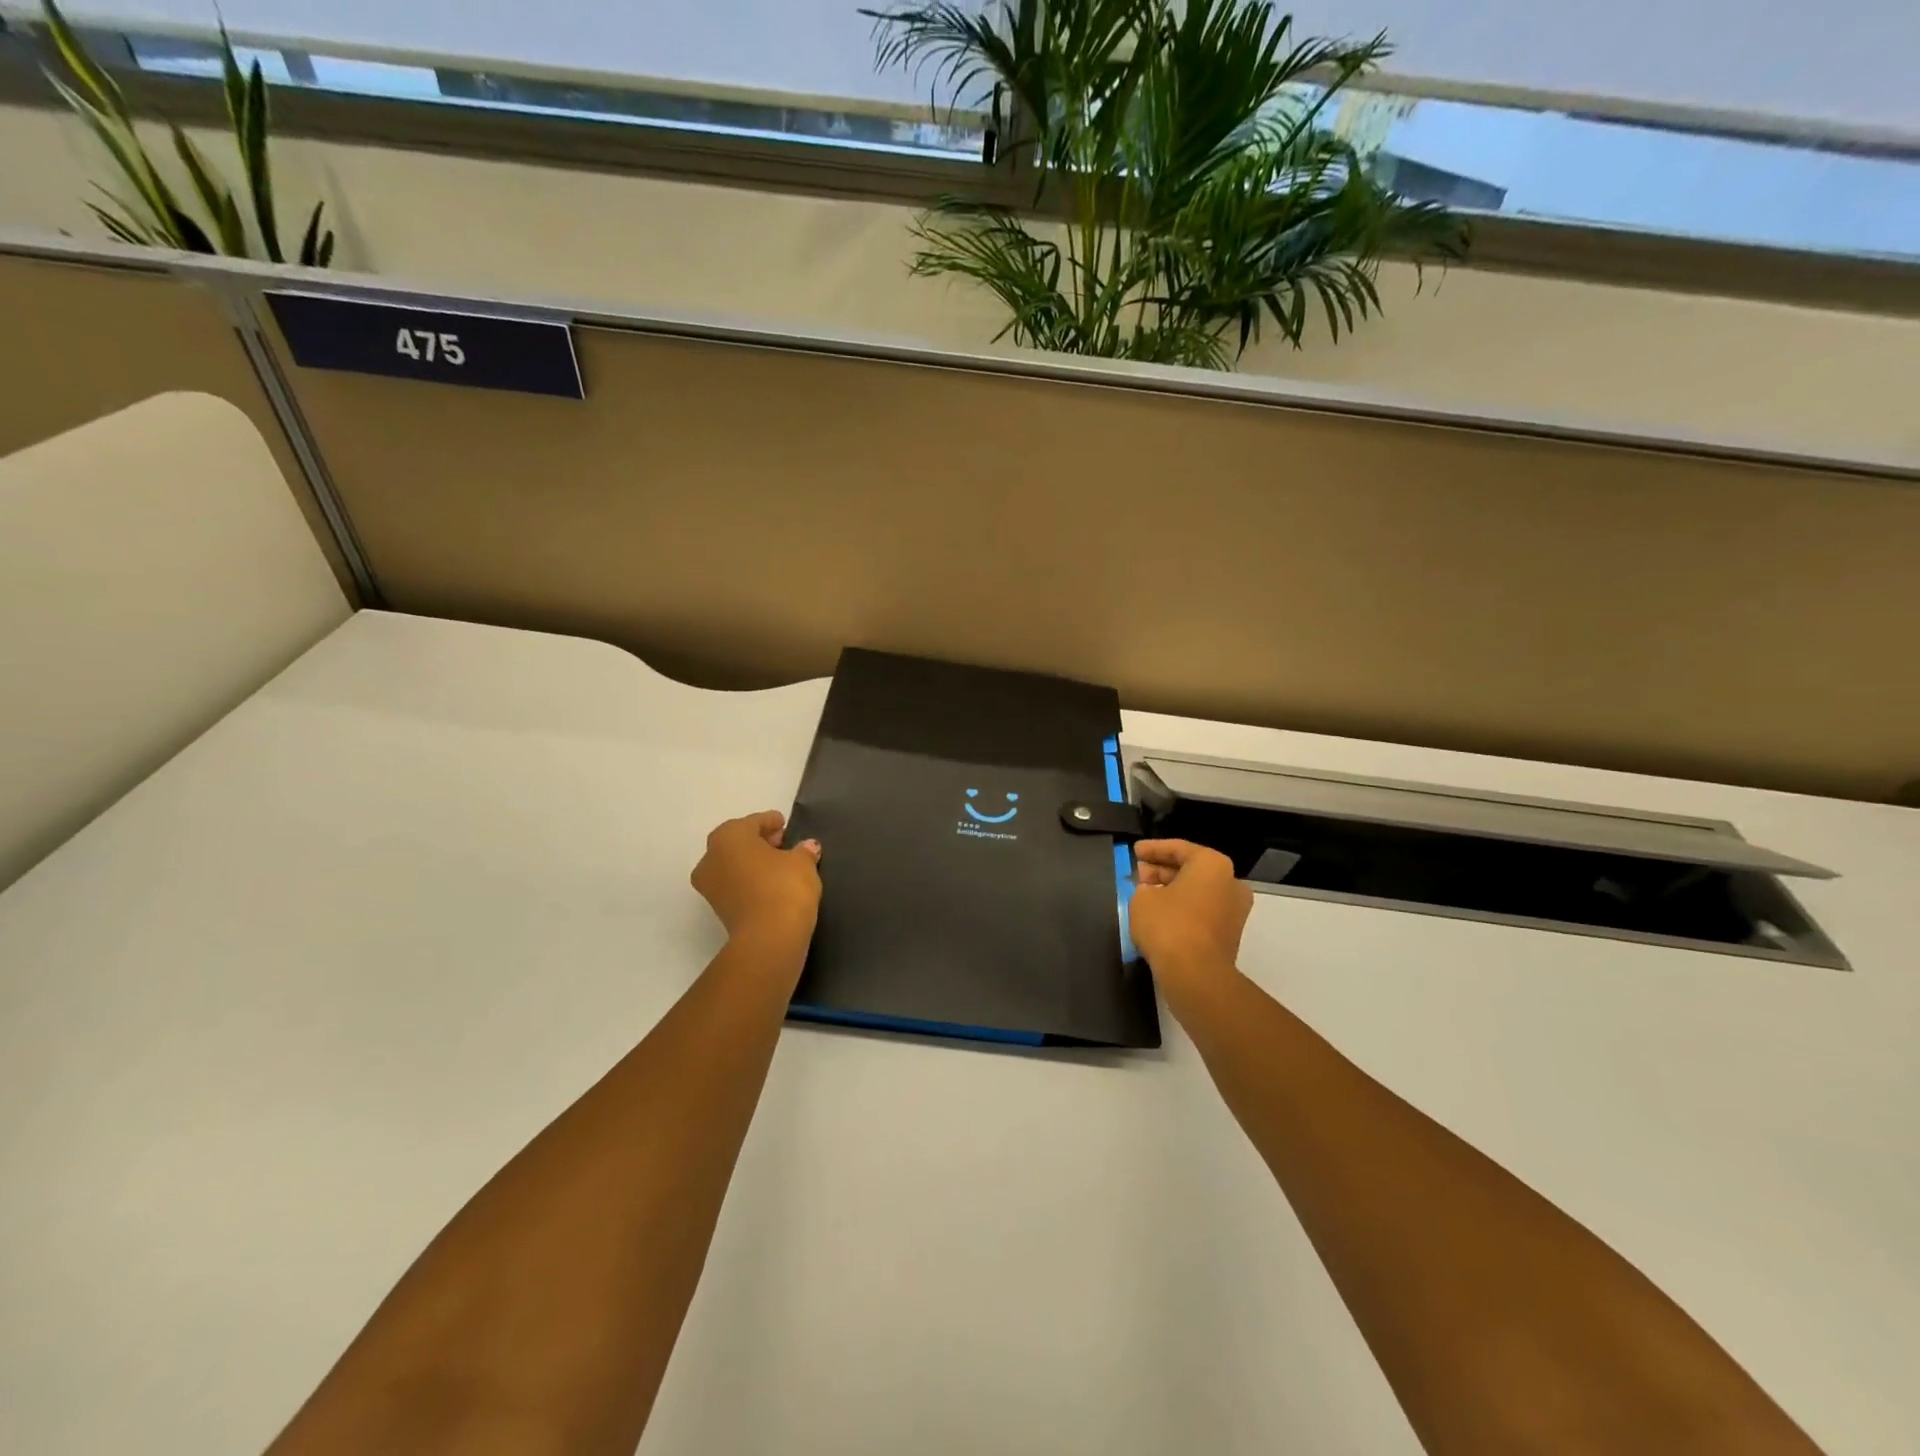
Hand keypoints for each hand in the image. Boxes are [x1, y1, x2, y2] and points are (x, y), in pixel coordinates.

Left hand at [691, 811, 822, 946]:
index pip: (753, 822)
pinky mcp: (718, 910)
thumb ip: (803, 850)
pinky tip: (772, 886)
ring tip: (781, 867)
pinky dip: (751, 882)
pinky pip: (736, 886)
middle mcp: (711, 858)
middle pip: (738, 843)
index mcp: (728, 836)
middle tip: (784, 844)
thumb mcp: (802, 862)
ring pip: (734, 865)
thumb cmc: (784, 887)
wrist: (769, 938)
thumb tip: (808, 847)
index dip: (771, 822)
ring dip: (754, 863)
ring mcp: (710, 887)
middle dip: (760, 842)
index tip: (785, 825)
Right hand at [1129, 840, 1251, 991]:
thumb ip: (1144, 887)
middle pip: (1191, 869)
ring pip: (1197, 891)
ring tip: (1144, 893)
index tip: (1134, 851)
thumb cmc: (1168, 924)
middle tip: (1137, 873)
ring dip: (1172, 890)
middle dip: (1162, 870)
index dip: (1152, 849)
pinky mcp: (1229, 934)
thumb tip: (1151, 892)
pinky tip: (1159, 914)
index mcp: (1213, 864)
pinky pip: (1202, 911)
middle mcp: (1230, 882)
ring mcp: (1234, 910)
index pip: (1178, 848)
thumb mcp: (1142, 898)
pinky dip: (1182, 908)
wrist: (1196, 974)